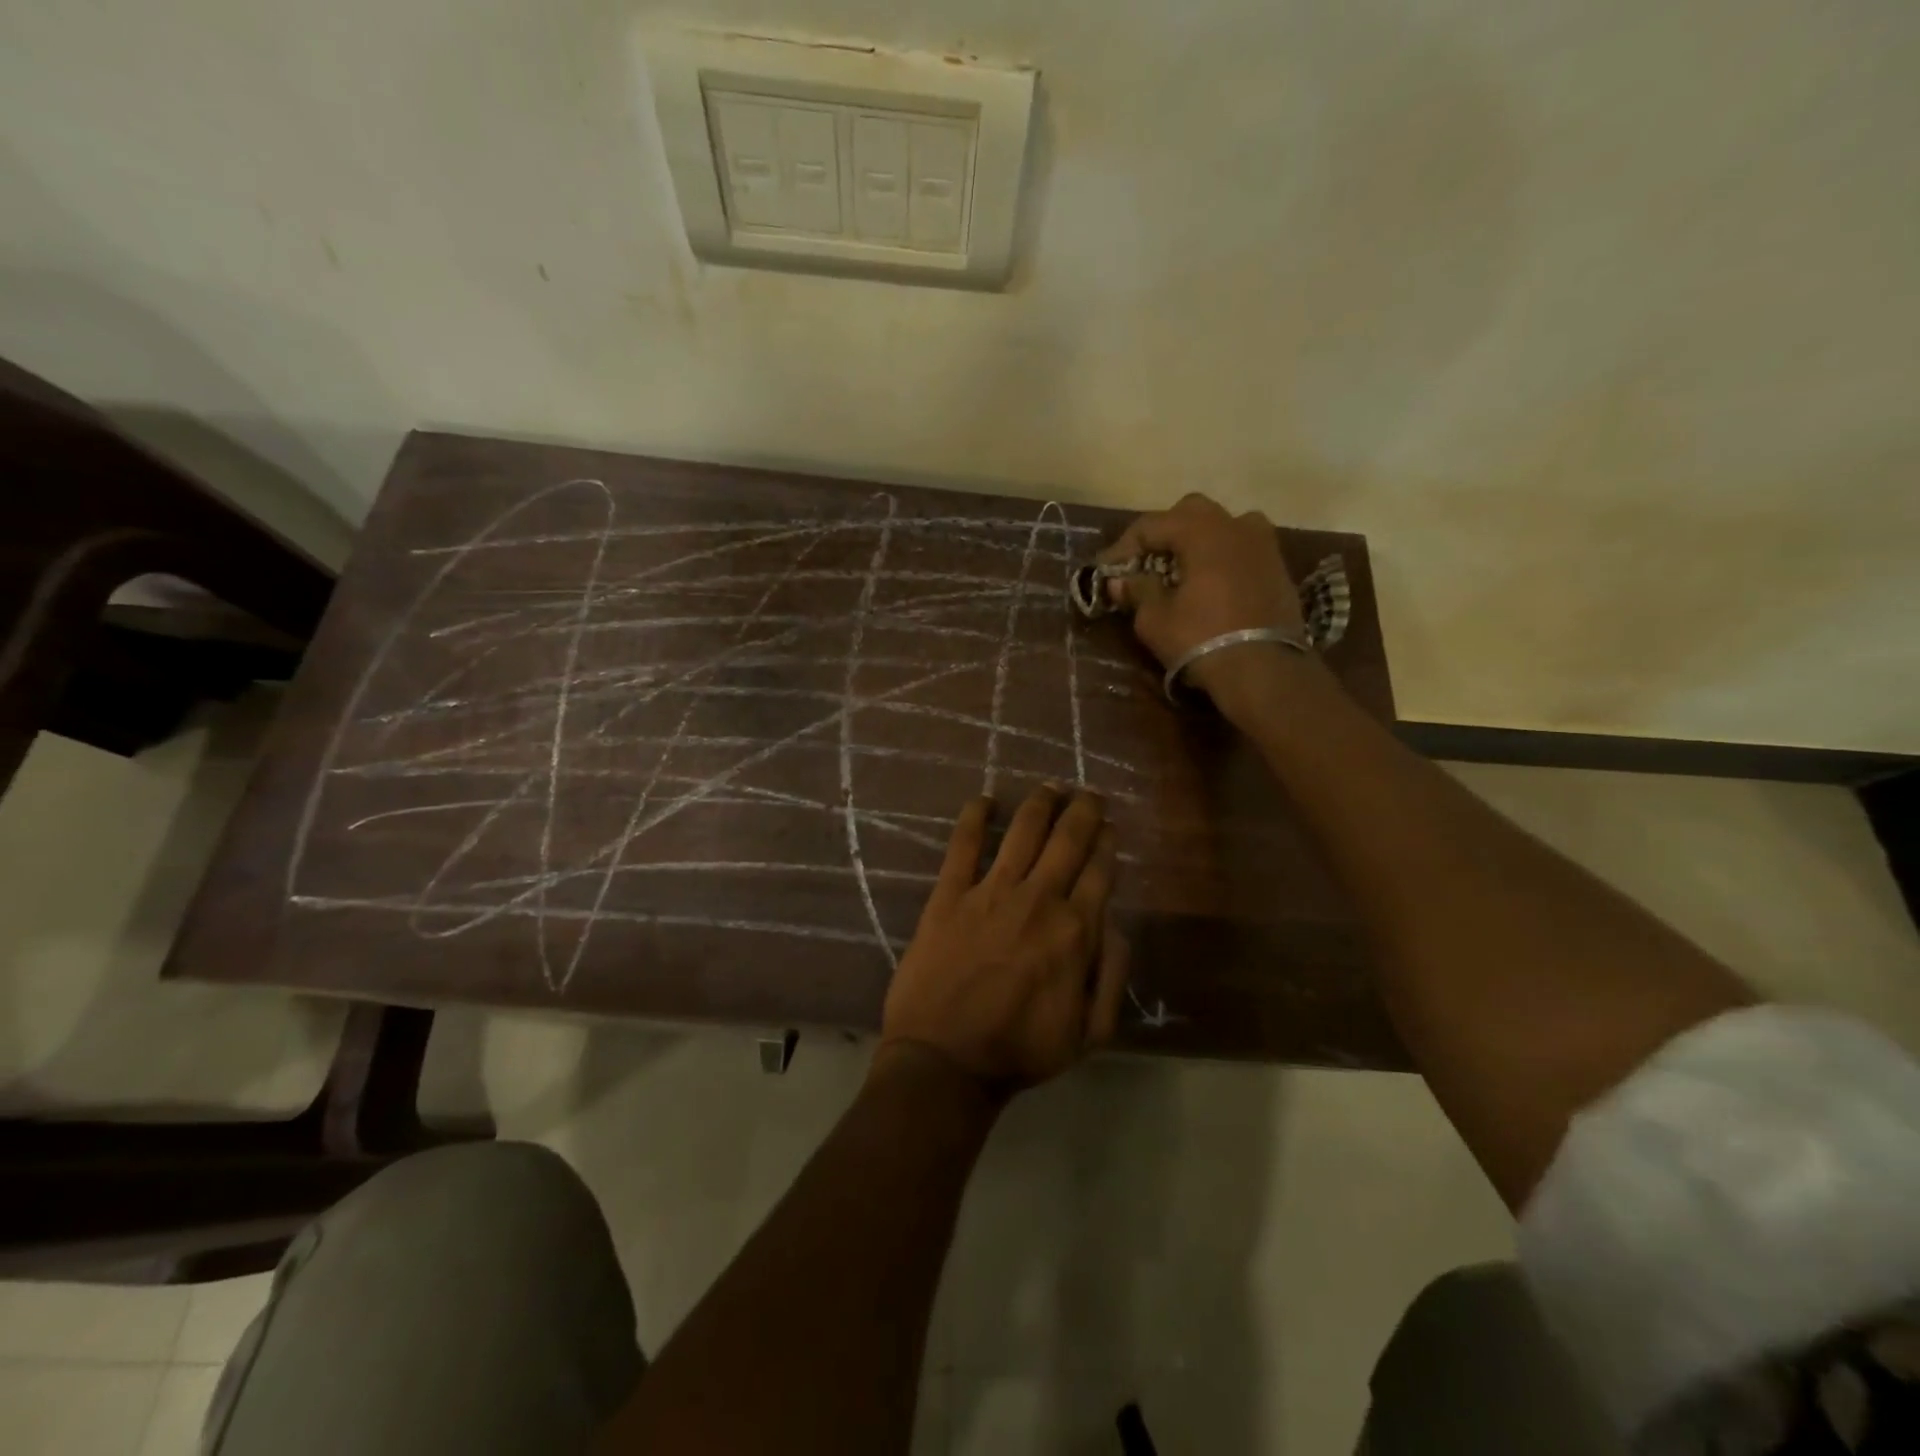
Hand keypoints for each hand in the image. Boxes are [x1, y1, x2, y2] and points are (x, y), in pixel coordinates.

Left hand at [880, 787, 1128, 1095]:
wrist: (945, 1061)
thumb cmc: (1020, 1050)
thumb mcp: (1088, 1034)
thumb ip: (1111, 976)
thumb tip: (1116, 925)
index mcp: (1076, 931)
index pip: (1100, 871)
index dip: (1107, 844)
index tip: (1109, 828)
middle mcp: (1039, 900)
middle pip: (1068, 840)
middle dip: (1083, 810)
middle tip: (1088, 793)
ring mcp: (990, 893)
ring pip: (1023, 832)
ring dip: (1040, 803)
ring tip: (1050, 786)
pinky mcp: (949, 895)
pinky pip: (963, 846)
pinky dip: (974, 818)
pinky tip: (984, 800)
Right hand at [1098, 492, 1314, 721]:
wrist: (1264, 670)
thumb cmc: (1201, 639)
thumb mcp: (1155, 619)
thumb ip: (1137, 591)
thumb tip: (1120, 581)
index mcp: (1202, 531)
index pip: (1152, 524)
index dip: (1124, 546)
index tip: (1107, 570)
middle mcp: (1236, 526)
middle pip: (1191, 512)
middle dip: (1164, 533)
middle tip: (1146, 562)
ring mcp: (1264, 545)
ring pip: (1224, 526)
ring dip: (1199, 541)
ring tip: (1183, 568)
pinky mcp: (1279, 569)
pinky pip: (1244, 549)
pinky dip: (1222, 558)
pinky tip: (1211, 584)